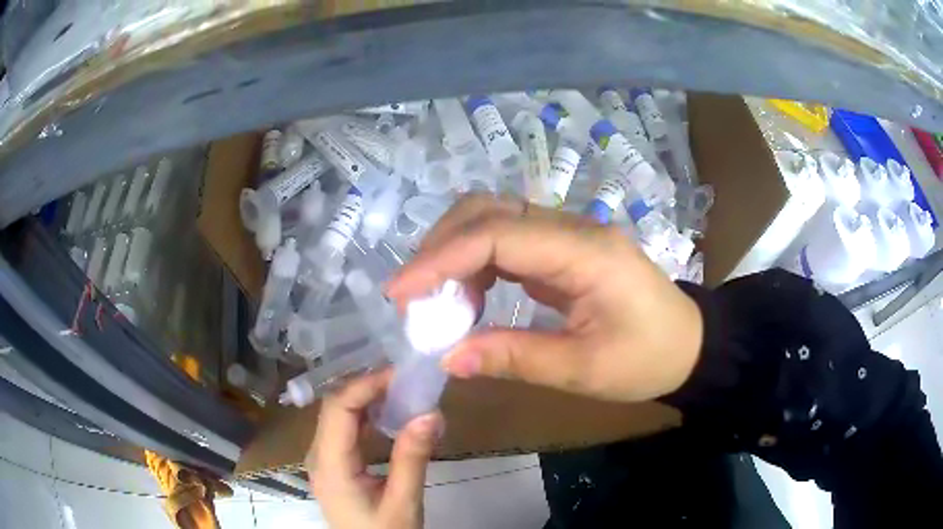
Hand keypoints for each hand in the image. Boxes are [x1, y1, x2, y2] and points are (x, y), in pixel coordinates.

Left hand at [307, 371, 441, 528]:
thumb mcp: (403, 502)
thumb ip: (412, 458)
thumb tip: (431, 413)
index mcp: (329, 465)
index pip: (338, 409)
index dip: (365, 385)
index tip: (400, 374)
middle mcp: (318, 456)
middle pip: (334, 408)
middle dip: (367, 387)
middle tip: (404, 378)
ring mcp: (323, 460)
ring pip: (337, 416)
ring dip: (366, 399)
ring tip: (400, 389)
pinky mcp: (334, 465)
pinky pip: (344, 431)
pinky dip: (365, 416)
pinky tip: (388, 414)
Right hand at [386, 194, 702, 402]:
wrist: (690, 345)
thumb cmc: (648, 360)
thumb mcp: (584, 370)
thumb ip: (514, 358)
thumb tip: (447, 357)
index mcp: (585, 252)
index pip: (496, 235)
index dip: (441, 259)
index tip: (399, 294)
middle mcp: (573, 229)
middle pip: (490, 210)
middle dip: (440, 246)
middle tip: (413, 295)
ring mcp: (569, 234)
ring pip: (494, 219)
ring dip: (455, 253)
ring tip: (437, 303)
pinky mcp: (564, 249)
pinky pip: (508, 241)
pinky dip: (476, 264)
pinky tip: (469, 299)